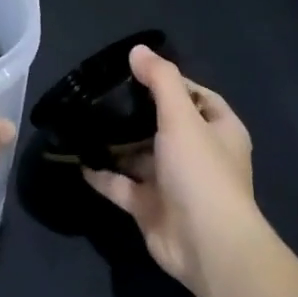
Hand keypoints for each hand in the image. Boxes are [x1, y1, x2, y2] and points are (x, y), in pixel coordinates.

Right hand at [84, 45, 260, 295]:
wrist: (207, 246)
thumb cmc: (201, 172)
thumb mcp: (182, 117)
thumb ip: (160, 81)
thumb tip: (137, 50)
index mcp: (218, 130)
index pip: (196, 96)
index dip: (169, 82)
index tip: (135, 71)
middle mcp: (198, 154)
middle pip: (163, 125)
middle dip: (134, 112)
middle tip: (100, 94)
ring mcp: (173, 183)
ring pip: (139, 156)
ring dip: (115, 143)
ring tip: (83, 121)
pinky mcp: (151, 207)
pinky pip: (122, 186)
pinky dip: (103, 175)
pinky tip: (78, 160)